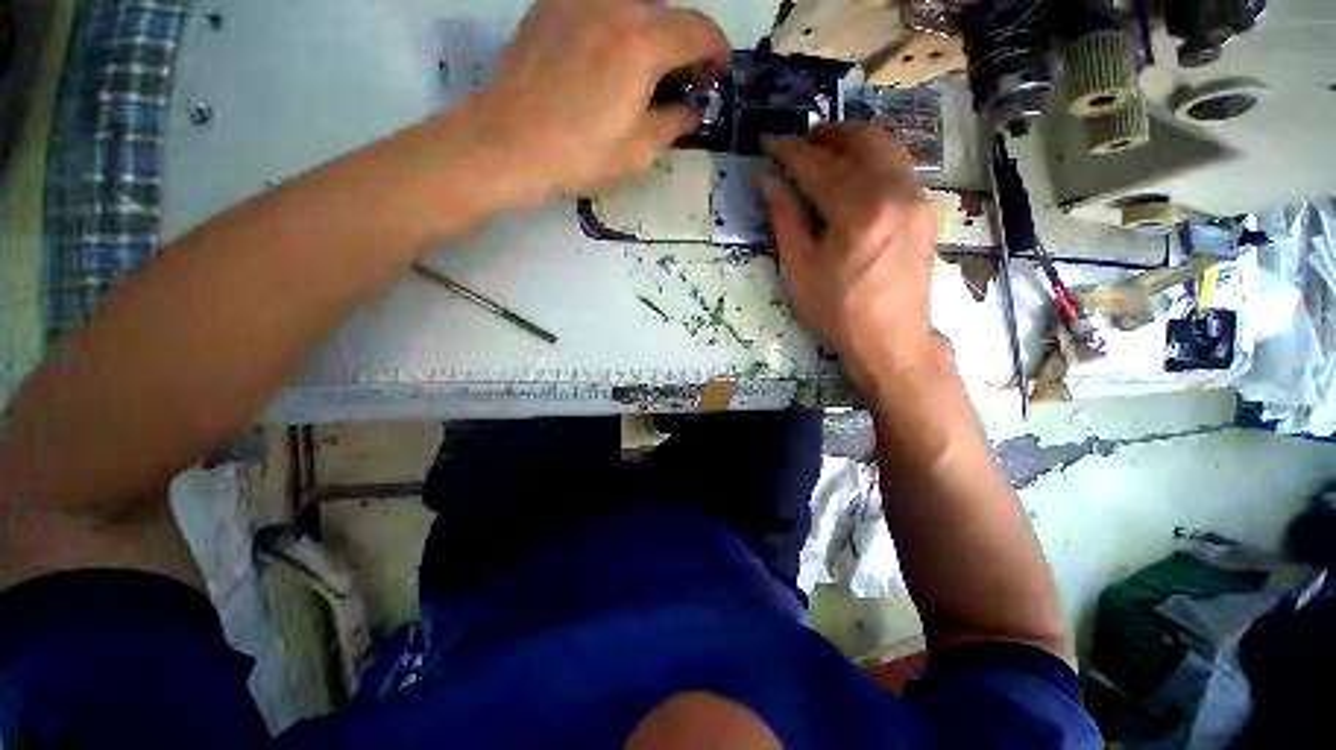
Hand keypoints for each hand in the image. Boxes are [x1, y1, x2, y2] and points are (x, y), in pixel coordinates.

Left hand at [474, 0, 730, 207]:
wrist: (507, 144)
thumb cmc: (579, 156)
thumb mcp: (638, 152)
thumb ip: (673, 123)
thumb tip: (691, 110)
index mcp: (643, 42)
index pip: (700, 30)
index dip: (717, 51)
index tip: (717, 74)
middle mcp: (615, 4)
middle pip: (669, 12)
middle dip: (686, 43)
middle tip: (682, 79)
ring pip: (635, 5)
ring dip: (652, 33)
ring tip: (646, 70)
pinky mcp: (552, 5)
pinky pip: (601, 5)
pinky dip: (618, 25)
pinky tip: (609, 56)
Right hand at [761, 124, 939, 389]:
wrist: (891, 339)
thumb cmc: (837, 311)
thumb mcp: (800, 268)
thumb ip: (784, 217)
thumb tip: (767, 180)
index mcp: (857, 209)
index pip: (818, 164)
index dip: (789, 151)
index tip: (769, 142)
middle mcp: (894, 191)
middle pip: (861, 138)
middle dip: (826, 135)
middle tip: (799, 146)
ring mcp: (916, 197)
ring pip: (886, 146)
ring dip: (852, 142)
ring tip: (824, 156)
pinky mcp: (925, 209)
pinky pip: (899, 166)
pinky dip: (873, 159)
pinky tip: (854, 178)